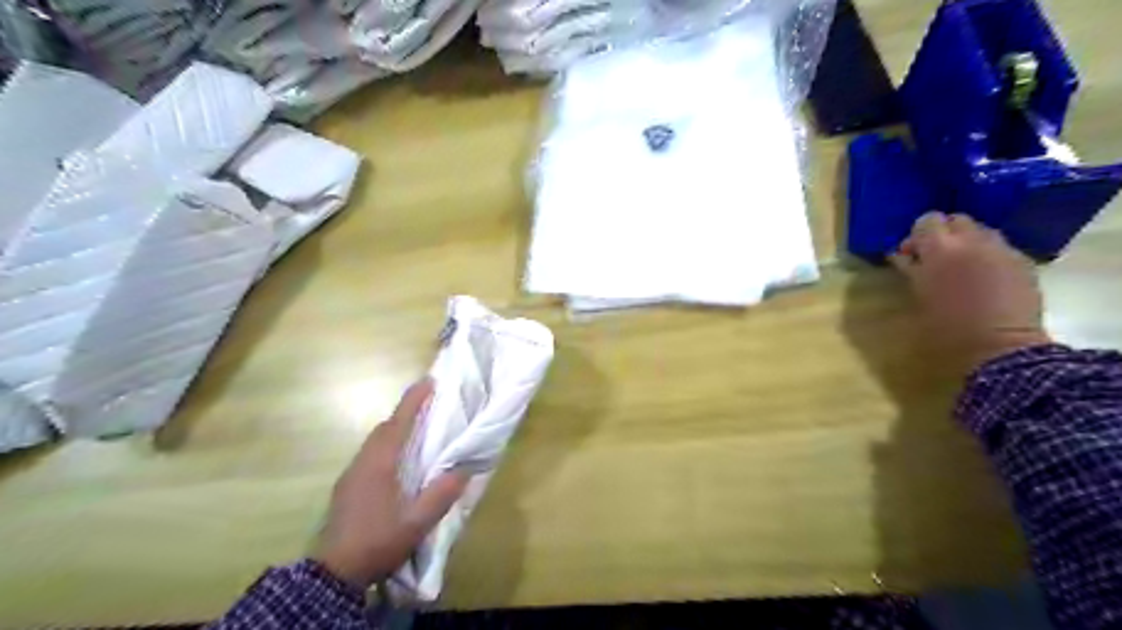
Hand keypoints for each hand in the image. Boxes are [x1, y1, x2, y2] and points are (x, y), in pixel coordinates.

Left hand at [309, 379, 468, 589]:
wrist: (333, 574)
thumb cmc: (377, 542)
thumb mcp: (416, 523)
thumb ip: (441, 495)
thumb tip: (463, 470)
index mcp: (380, 464)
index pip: (398, 423)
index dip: (414, 400)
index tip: (429, 381)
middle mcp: (363, 462)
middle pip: (384, 428)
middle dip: (405, 413)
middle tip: (429, 409)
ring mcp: (351, 474)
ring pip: (374, 441)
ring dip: (395, 430)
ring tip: (417, 434)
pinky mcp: (346, 488)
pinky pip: (369, 454)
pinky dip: (386, 446)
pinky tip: (397, 464)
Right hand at [896, 212, 1052, 368]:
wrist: (1001, 345)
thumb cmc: (947, 326)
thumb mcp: (919, 296)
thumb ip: (910, 269)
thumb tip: (900, 254)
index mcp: (940, 249)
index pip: (926, 221)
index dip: (918, 234)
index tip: (912, 254)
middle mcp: (972, 240)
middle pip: (956, 219)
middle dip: (944, 233)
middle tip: (936, 257)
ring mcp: (1001, 248)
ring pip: (980, 230)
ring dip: (967, 242)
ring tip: (962, 266)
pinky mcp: (1022, 261)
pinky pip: (1000, 247)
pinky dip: (988, 255)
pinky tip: (985, 279)